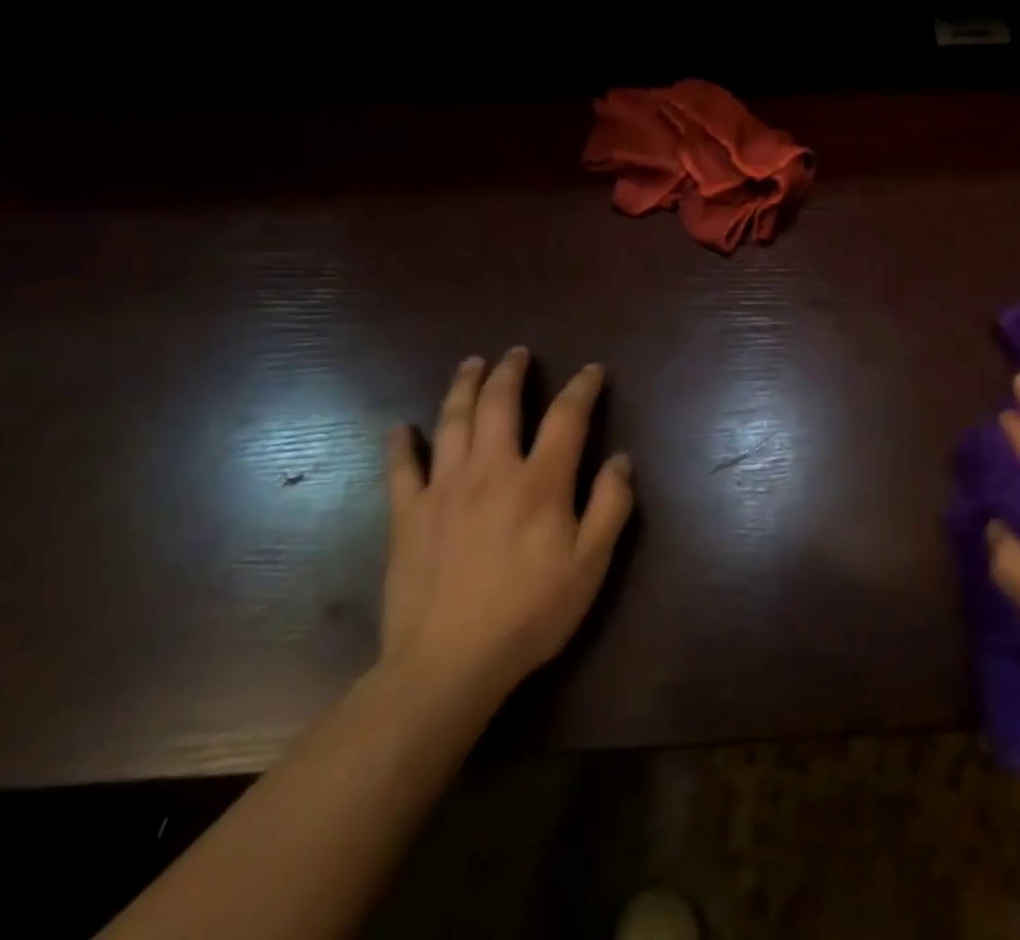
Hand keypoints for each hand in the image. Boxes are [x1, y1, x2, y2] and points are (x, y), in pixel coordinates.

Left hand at [380, 349, 633, 709]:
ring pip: (453, 423)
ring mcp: (443, 490)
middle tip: (517, 353)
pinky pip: (401, 469)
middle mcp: (491, 471)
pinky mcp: (408, 517)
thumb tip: (620, 458)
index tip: (592, 370)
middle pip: (500, 405)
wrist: (446, 666)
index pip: (567, 416)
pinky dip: (400, 444)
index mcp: (541, 482)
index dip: (582, 387)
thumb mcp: (591, 564)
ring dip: (463, 388)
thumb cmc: (529, 614)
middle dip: (511, 373)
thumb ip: (611, 506)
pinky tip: (400, 428)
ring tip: (471, 365)